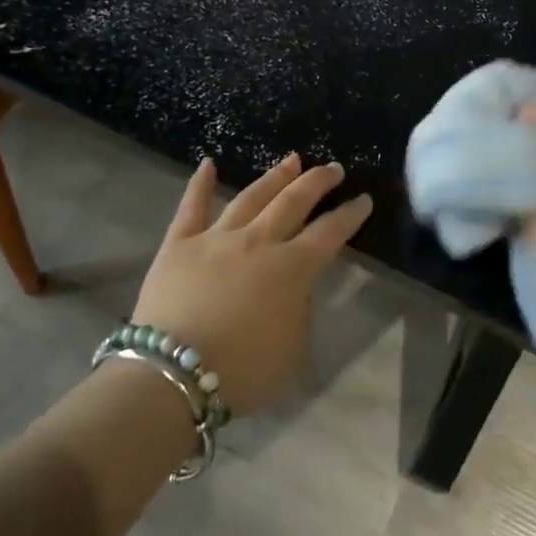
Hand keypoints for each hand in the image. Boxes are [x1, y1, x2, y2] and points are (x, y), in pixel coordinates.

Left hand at [131, 153, 372, 416]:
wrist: (173, 374)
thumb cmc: (242, 372)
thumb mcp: (292, 350)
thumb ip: (299, 310)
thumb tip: (294, 287)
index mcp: (291, 269)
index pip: (329, 233)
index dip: (349, 215)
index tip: (363, 199)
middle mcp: (258, 241)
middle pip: (294, 202)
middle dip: (317, 182)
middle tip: (333, 168)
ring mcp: (217, 237)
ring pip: (251, 197)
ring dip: (274, 177)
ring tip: (291, 160)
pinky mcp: (179, 243)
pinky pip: (191, 206)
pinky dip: (200, 183)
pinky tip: (208, 163)